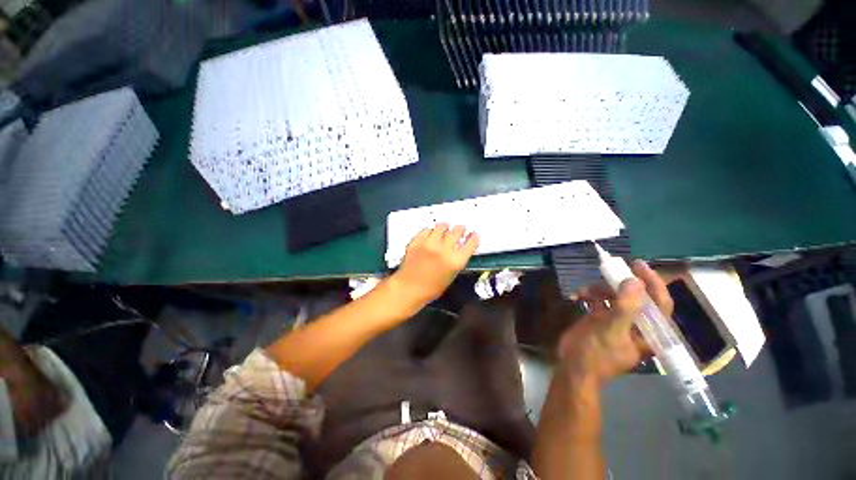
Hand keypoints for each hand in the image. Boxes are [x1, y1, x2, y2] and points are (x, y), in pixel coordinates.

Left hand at [389, 224, 478, 308]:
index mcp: (455, 261)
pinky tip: (431, 234)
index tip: (474, 234)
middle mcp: (444, 249)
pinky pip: (426, 229)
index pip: (470, 243)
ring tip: (445, 228)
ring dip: (445, 227)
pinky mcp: (417, 241)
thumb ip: (457, 260)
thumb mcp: (451, 275)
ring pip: (441, 227)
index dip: (474, 237)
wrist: (409, 288)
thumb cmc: (432, 288)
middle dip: (461, 229)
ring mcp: (429, 244)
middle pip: (457, 231)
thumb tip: (460, 249)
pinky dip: (431, 231)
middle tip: (461, 228)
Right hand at [556, 260, 673, 388]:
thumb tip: (635, 281)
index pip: (660, 303)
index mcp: (649, 330)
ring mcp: (617, 320)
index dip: (652, 282)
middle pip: (635, 295)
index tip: (638, 265)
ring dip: (600, 289)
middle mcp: (636, 323)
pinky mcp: (600, 318)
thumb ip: (626, 307)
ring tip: (585, 290)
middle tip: (609, 269)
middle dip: (621, 283)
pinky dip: (589, 294)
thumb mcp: (612, 331)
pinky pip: (599, 300)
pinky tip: (578, 295)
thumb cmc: (597, 354)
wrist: (573, 366)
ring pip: (615, 295)